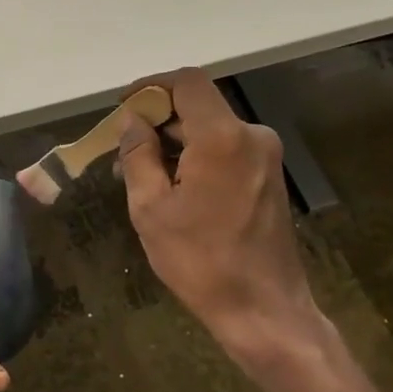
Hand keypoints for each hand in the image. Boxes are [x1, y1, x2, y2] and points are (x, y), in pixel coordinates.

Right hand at [116, 69, 339, 391]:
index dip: (151, 86)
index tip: (124, 108)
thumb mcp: (151, 208)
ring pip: (210, 129)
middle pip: (198, 106)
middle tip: (123, 152)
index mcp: (222, 138)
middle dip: (158, 121)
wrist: (263, 309)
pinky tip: (173, 187)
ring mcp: (265, 156)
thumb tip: (132, 122)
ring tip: (141, 175)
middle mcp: (251, 136)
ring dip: (175, 142)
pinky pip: (225, 150)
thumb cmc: (200, 260)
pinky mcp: (269, 176)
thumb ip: (138, 155)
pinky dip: (196, 157)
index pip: (187, 82)